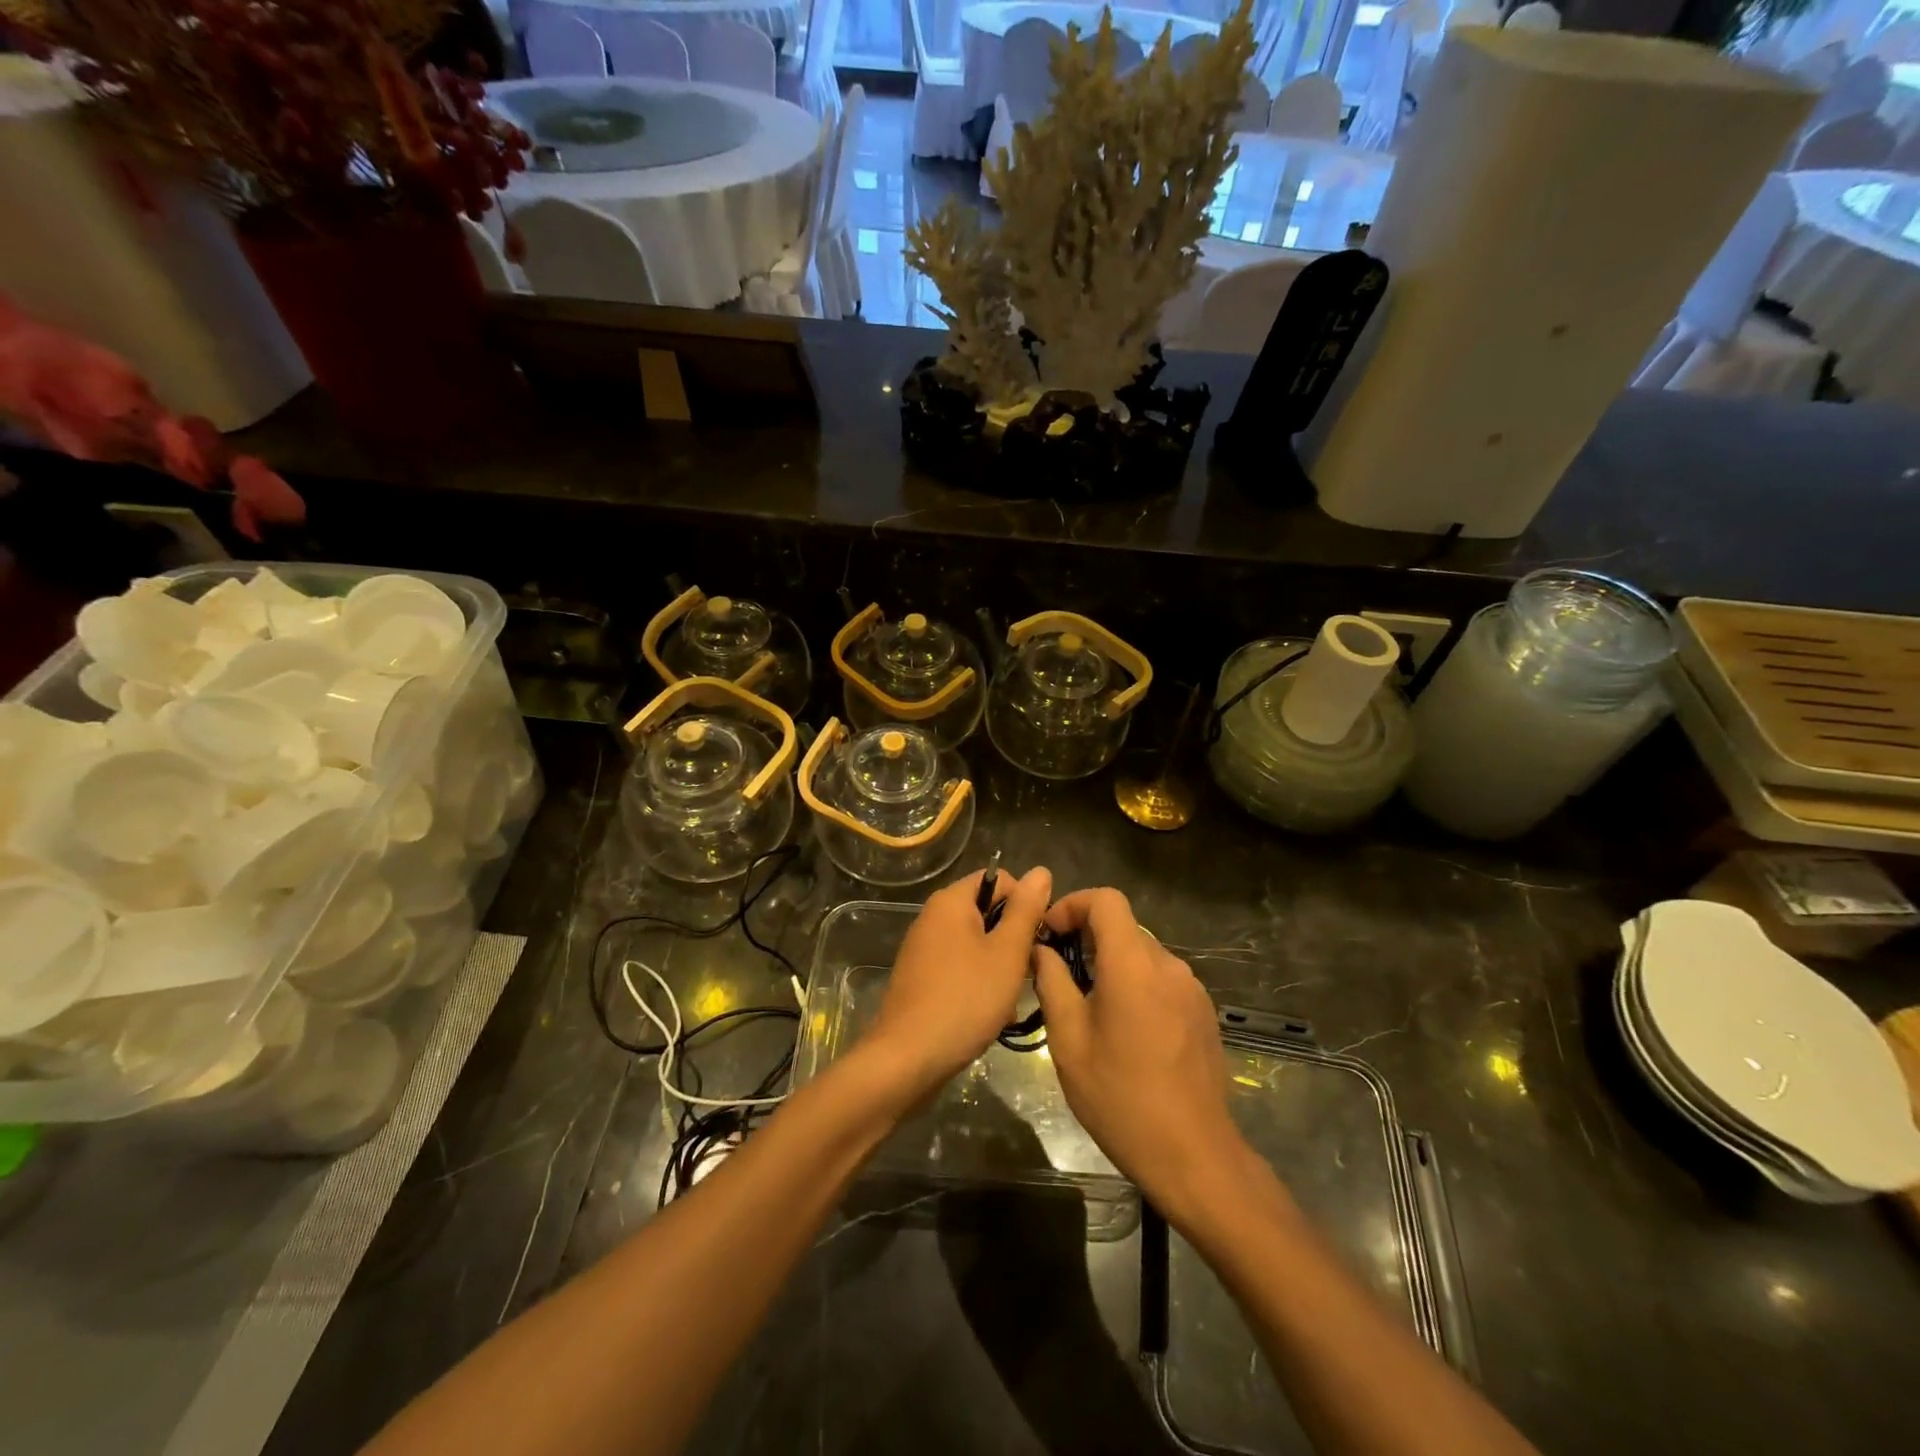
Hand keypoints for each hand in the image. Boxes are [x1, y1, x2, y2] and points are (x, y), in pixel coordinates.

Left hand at [863, 865, 1052, 1101]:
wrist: (907, 1058)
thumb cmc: (965, 999)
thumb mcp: (1007, 952)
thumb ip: (1026, 910)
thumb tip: (1040, 871)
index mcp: (951, 901)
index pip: (999, 880)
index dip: (1025, 903)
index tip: (1039, 937)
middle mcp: (932, 917)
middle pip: (987, 912)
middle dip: (1013, 939)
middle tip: (1028, 972)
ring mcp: (923, 949)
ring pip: (976, 944)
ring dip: (999, 966)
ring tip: (1010, 999)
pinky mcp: (920, 978)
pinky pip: (959, 967)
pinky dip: (978, 983)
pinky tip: (989, 1014)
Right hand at [1033, 889, 1249, 1213]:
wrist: (1193, 1155)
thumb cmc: (1120, 1098)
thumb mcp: (1069, 1040)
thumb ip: (1052, 983)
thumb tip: (1041, 950)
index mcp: (1133, 965)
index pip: (1106, 900)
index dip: (1073, 904)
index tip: (1050, 933)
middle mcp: (1168, 966)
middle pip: (1123, 927)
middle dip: (1086, 939)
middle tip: (1058, 975)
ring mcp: (1191, 989)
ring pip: (1142, 955)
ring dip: (1111, 964)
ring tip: (1088, 1007)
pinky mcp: (1203, 1012)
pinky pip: (1162, 980)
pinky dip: (1136, 985)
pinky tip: (1125, 1030)